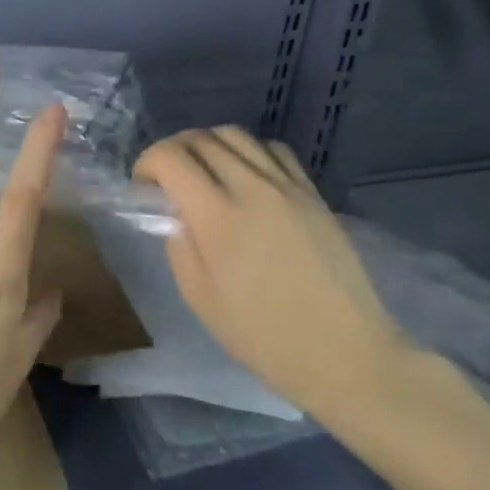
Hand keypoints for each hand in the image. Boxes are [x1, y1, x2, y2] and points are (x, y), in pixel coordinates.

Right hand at [134, 127, 408, 419]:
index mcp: (218, 217)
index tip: (143, 185)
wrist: (346, 355)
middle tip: (167, 178)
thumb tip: (172, 212)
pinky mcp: (312, 192)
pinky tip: (246, 176)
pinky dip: (248, 151)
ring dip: (208, 144)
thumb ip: (178, 245)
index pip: (171, 158)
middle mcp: (251, 188)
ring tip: (204, 172)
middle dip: (173, 150)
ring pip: (235, 135)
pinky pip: (272, 149)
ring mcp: (287, 186)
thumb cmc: (265, 337)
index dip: (147, 162)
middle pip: (201, 138)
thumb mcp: (201, 300)